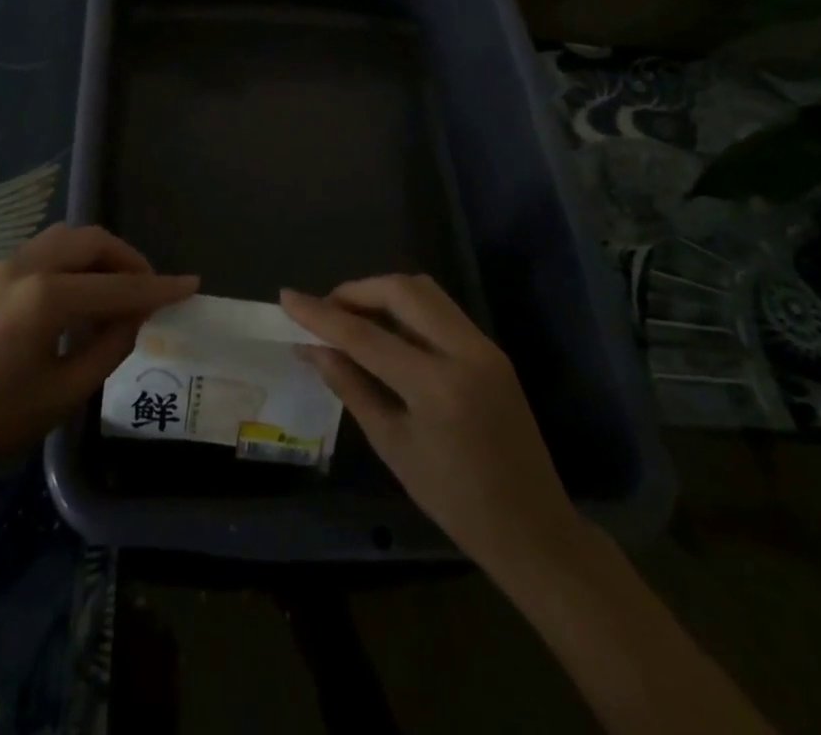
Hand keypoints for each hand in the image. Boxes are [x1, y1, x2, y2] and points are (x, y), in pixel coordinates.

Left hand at [0, 225, 197, 480]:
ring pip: (68, 238)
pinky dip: (75, 261)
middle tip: (149, 290)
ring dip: (100, 255)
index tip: (191, 284)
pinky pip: (47, 250)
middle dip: (128, 259)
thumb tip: (134, 317)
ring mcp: (6, 264)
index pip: (117, 286)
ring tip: (117, 290)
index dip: (158, 287)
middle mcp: (27, 266)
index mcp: (46, 297)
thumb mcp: (63, 393)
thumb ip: (108, 349)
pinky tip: (79, 296)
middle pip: (93, 241)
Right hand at [280, 275, 582, 579]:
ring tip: (351, 316)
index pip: (365, 334)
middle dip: (355, 291)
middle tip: (325, 311)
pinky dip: (406, 308)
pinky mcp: (491, 350)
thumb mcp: (393, 447)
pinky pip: (440, 309)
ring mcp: (483, 346)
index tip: (286, 297)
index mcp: (437, 385)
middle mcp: (465, 351)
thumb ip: (351, 388)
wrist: (534, 530)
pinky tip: (385, 331)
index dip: (320, 314)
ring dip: (382, 293)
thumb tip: (313, 349)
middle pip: (401, 290)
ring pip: (424, 291)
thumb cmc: (456, 502)